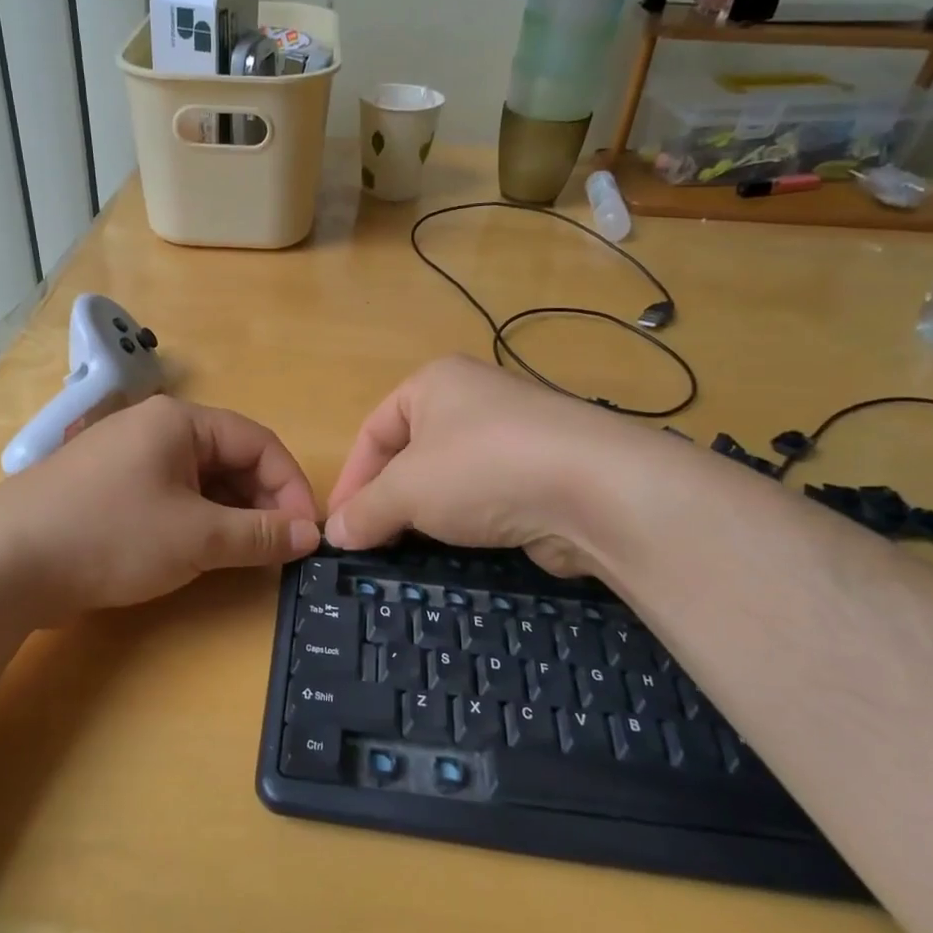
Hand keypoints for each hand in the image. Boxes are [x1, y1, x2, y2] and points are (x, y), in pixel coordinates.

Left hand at [0, 394, 318, 620]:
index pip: (259, 441)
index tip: (306, 534)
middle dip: (262, 502)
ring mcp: (127, 458)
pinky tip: (203, 553)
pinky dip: (197, 522)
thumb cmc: (111, 535)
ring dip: (231, 515)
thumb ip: (260, 534)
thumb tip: (310, 535)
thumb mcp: (196, 537)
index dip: (291, 486)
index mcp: (180, 421)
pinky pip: (171, 497)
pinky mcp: (108, 490)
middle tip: (279, 549)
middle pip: (230, 458)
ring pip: (201, 481)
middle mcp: (155, 429)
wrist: (2, 563)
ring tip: (247, 556)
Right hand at [326, 355, 623, 575]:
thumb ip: (366, 510)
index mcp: (434, 383)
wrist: (597, 490)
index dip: (351, 479)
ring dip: (426, 514)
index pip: (373, 430)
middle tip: (371, 542)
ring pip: (450, 478)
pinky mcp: (541, 473)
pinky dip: (467, 522)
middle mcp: (473, 399)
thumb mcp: (407, 489)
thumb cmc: (482, 468)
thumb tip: (335, 534)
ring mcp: (512, 436)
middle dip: (388, 498)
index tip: (340, 526)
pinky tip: (459, 548)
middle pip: (411, 453)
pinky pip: (486, 497)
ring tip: (409, 549)